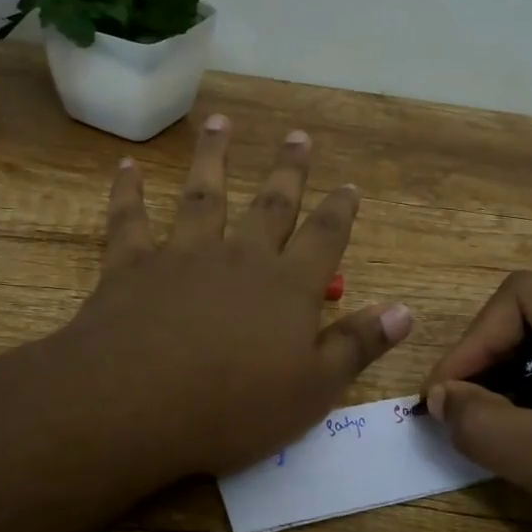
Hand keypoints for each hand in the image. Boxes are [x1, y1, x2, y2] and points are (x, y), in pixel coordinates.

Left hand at [56, 115, 412, 481]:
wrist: (136, 404)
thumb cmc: (234, 407)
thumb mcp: (313, 390)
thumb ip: (357, 345)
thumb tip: (405, 311)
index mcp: (287, 286)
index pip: (324, 237)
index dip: (340, 210)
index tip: (349, 184)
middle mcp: (240, 257)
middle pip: (271, 205)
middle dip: (288, 170)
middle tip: (297, 136)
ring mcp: (183, 255)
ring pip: (203, 195)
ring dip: (213, 158)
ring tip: (220, 123)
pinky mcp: (132, 266)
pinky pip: (130, 220)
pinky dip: (129, 192)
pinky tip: (127, 168)